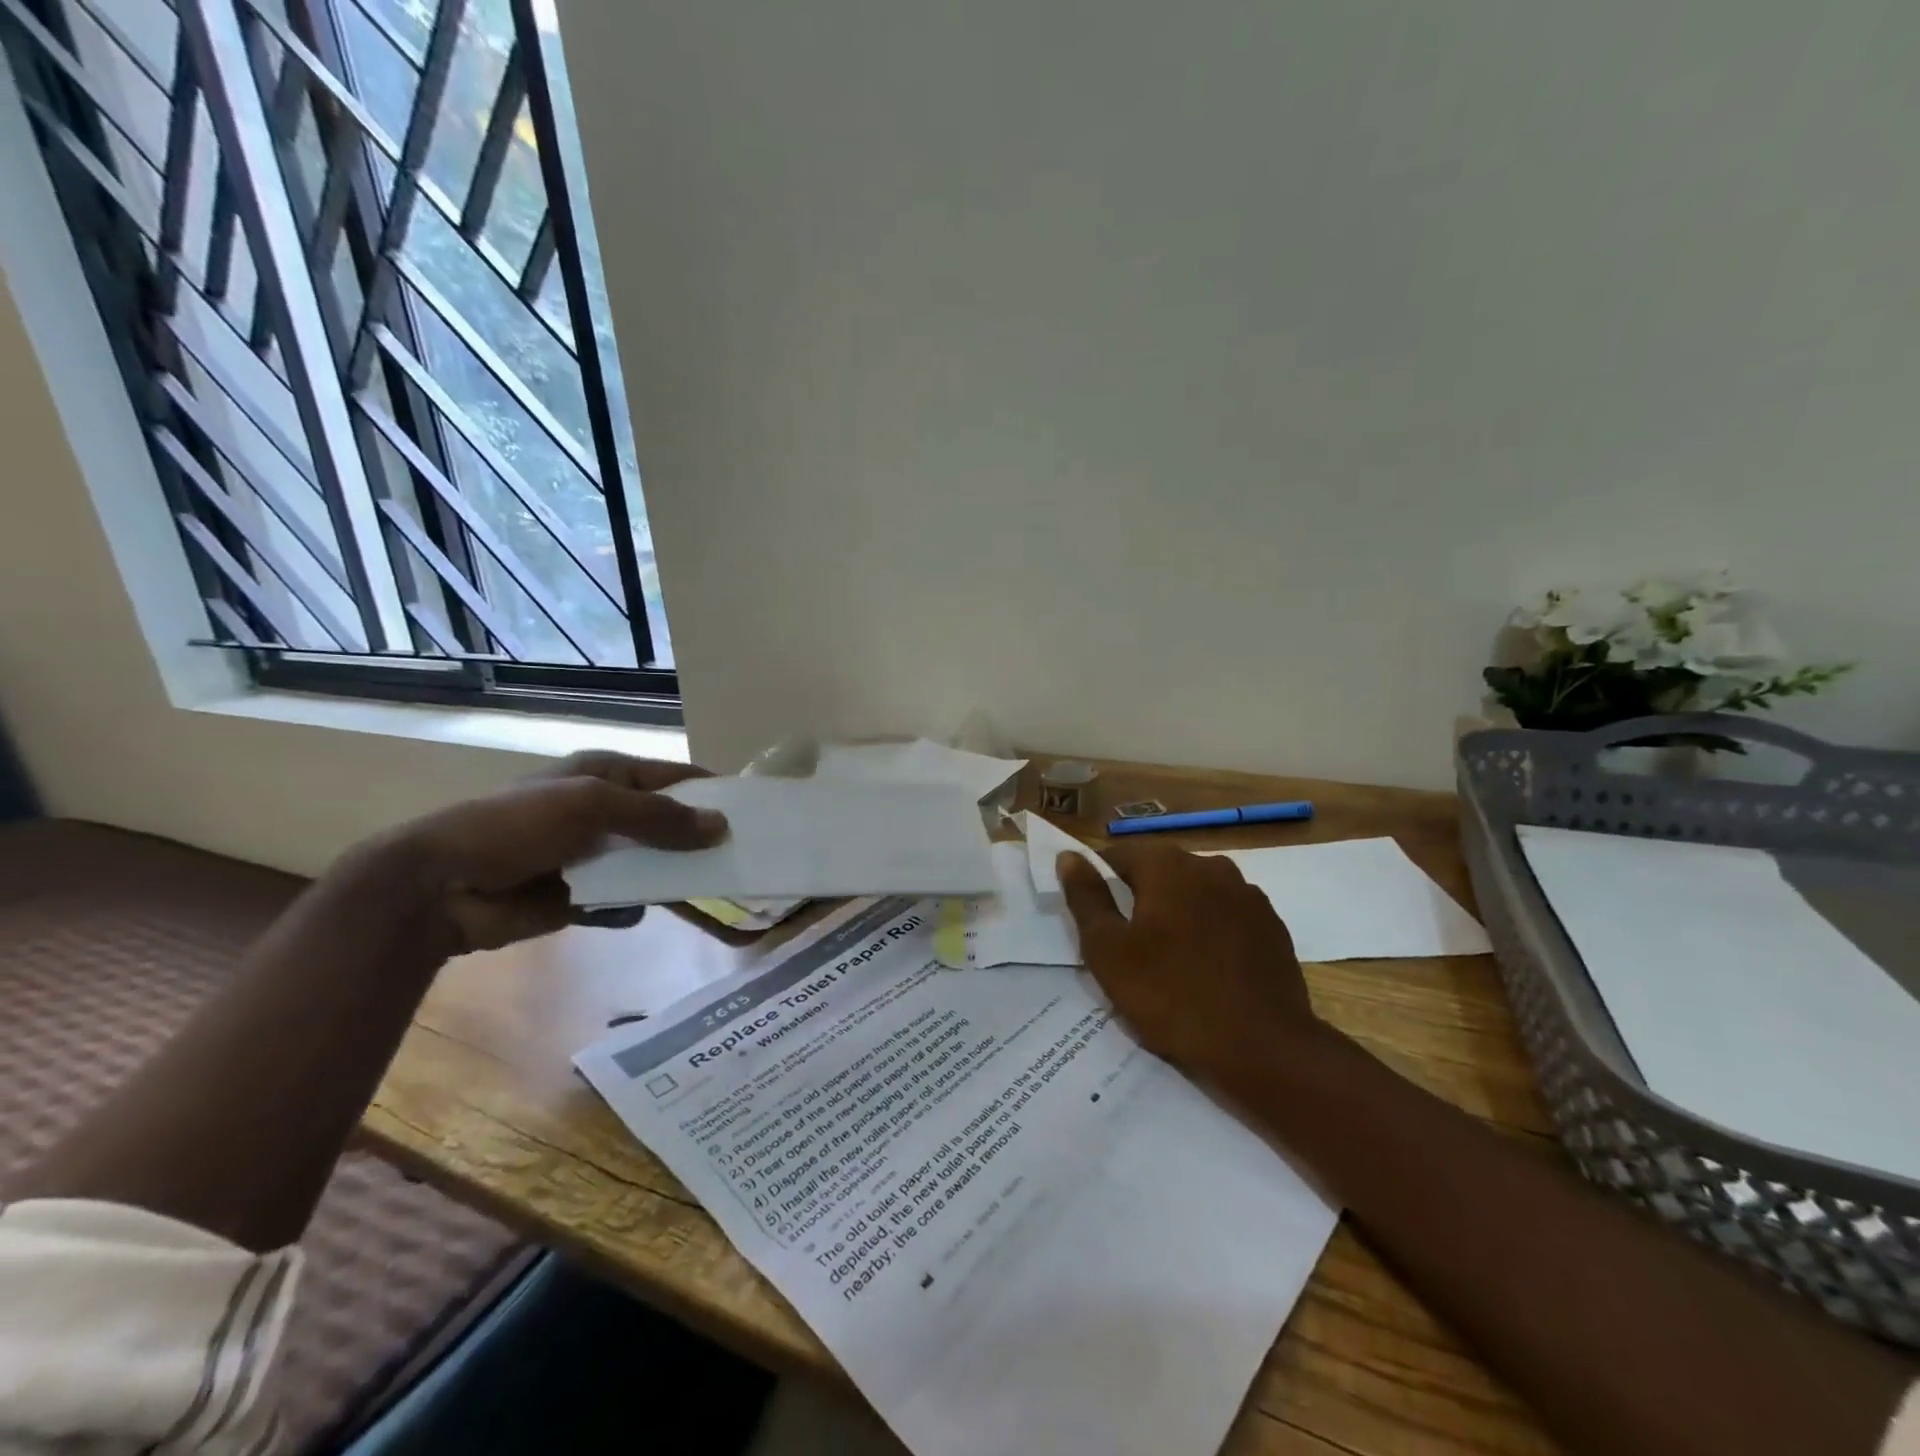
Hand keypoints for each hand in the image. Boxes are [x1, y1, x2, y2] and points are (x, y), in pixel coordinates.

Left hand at [365, 751, 727, 954]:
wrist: (440, 887)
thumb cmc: (516, 826)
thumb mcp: (592, 806)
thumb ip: (658, 817)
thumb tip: (721, 827)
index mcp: (609, 775)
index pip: (676, 779)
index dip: (714, 793)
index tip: (757, 813)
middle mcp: (608, 812)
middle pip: (670, 824)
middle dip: (703, 840)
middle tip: (748, 858)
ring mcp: (597, 856)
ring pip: (655, 865)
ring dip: (679, 878)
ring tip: (720, 893)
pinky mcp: (584, 896)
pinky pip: (627, 900)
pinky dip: (641, 905)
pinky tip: (648, 911)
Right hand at [1057, 843, 1321, 1085]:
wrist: (1263, 1047)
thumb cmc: (1172, 996)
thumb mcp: (1109, 951)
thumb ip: (1086, 898)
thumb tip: (1069, 856)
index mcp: (1168, 865)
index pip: (1118, 855)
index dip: (1100, 883)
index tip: (1095, 919)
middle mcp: (1211, 865)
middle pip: (1159, 871)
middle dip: (1140, 898)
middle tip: (1128, 945)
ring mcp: (1248, 894)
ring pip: (1195, 893)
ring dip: (1178, 913)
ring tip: (1169, 959)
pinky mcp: (1272, 924)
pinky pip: (1227, 915)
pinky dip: (1210, 931)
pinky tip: (1207, 968)